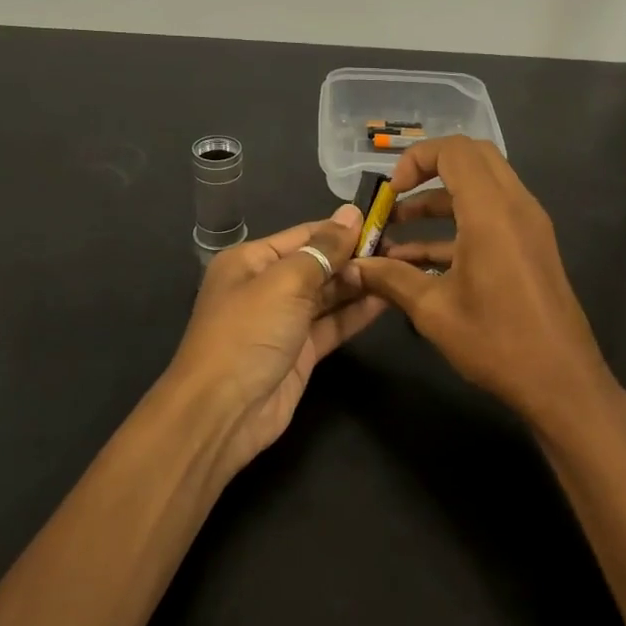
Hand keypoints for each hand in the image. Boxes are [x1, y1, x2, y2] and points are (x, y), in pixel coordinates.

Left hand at [164, 205, 387, 475]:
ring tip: (402, 269)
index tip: (384, 221)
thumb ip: (323, 249)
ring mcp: (284, 321)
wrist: (223, 411)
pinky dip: (357, 312)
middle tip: (401, 248)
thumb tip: (351, 214)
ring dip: (360, 283)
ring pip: (328, 295)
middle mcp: (267, 286)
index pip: (304, 235)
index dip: (342, 229)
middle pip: (318, 263)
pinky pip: (333, 324)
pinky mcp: (301, 351)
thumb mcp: (285, 282)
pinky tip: (388, 299)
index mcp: (251, 261)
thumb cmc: (248, 333)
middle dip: (355, 256)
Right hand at [350, 137, 623, 433]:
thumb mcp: (433, 310)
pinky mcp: (532, 246)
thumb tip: (352, 266)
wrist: (561, 382)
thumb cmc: (496, 342)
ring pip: (482, 187)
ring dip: (440, 201)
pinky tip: (420, 261)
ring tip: (396, 231)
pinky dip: (458, 224)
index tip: (391, 192)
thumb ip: (390, 279)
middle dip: (429, 170)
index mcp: (491, 212)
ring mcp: (529, 225)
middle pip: (472, 158)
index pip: (455, 150)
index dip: (416, 159)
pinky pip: (493, 215)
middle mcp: (516, 206)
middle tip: (397, 198)